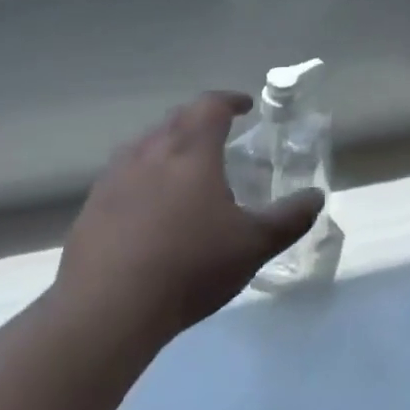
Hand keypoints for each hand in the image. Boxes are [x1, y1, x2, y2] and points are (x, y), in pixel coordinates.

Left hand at [55, 91, 323, 347]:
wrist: (107, 308)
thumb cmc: (189, 266)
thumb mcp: (252, 245)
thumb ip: (288, 219)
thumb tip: (316, 197)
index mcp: (191, 150)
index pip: (211, 106)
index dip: (230, 100)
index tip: (246, 106)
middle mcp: (150, 151)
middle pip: (176, 119)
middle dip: (200, 119)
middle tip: (218, 133)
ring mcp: (115, 176)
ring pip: (146, 144)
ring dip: (169, 144)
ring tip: (184, 167)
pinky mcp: (93, 205)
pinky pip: (123, 173)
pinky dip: (143, 174)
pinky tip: (148, 204)